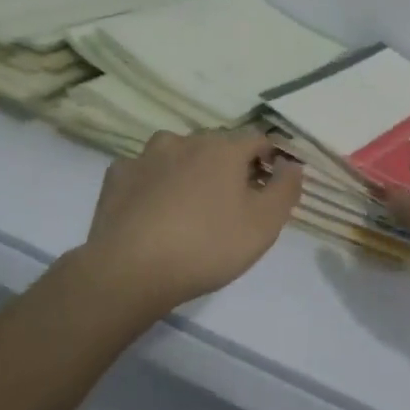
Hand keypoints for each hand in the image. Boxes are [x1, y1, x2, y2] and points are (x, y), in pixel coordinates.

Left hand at [77, 129, 302, 317]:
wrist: (130, 270)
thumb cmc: (207, 246)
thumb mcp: (265, 225)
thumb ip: (286, 189)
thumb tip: (292, 164)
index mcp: (223, 148)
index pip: (257, 139)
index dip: (269, 160)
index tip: (270, 188)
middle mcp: (185, 140)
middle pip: (216, 145)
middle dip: (229, 166)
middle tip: (232, 203)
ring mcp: (146, 156)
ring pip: (177, 154)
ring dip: (189, 171)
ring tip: (190, 206)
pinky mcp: (117, 176)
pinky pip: (145, 173)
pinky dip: (154, 184)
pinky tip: (153, 210)